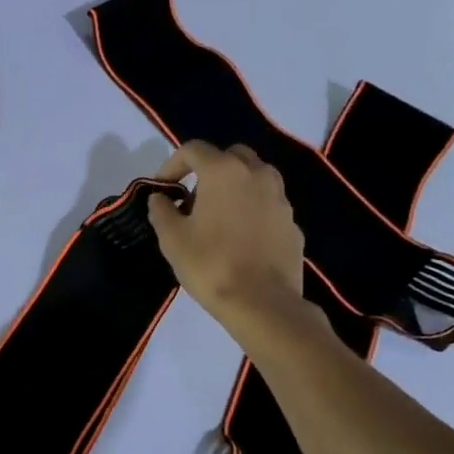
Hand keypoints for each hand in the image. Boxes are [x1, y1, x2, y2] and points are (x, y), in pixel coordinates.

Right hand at [147, 141, 308, 335]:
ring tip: (218, 217)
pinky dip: (251, 209)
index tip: (162, 188)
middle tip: (193, 199)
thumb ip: (161, 210)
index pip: (193, 149)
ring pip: (254, 177)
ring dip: (234, 187)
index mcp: (224, 171)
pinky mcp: (292, 222)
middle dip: (209, 170)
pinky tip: (240, 238)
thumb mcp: (171, 238)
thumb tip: (160, 198)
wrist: (263, 303)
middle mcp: (257, 174)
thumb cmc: (210, 265)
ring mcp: (280, 197)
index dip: (172, 164)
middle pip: (230, 156)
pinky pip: (267, 204)